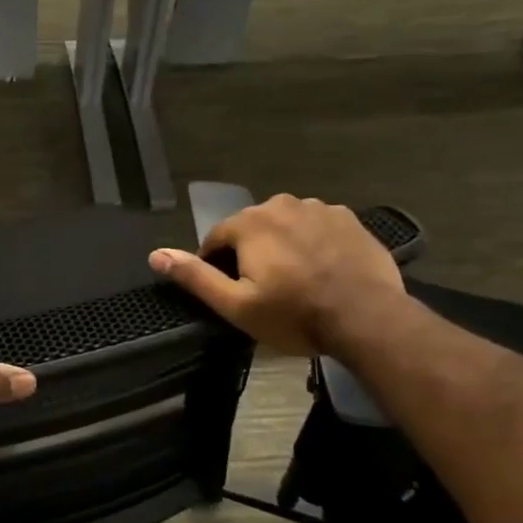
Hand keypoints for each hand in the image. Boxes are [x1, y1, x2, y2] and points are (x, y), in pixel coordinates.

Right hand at [148, 194, 405, 355]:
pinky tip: (322, 271)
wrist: (367, 318)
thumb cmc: (294, 315)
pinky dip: (313, 244)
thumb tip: (155, 255)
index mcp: (249, 223)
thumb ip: (195, 276)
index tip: (229, 292)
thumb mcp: (236, 305)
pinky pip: (317, 228)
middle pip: (252, 228)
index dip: (216, 265)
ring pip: (286, 226)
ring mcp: (319, 208)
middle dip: (250, 253)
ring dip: (282, 246)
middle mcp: (282, 204)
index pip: (216, 238)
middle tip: (263, 290)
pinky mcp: (349, 219)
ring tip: (295, 281)